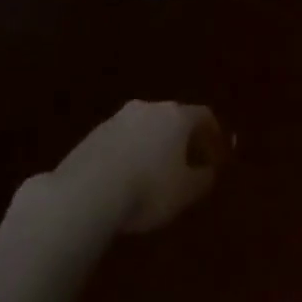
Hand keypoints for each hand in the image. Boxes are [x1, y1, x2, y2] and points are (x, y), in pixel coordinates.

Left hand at [49, 101, 227, 233]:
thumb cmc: (149, 189)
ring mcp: (116, 119)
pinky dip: (129, 154)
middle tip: (186, 163)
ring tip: (153, 174)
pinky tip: (126, 178)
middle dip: (181, 138)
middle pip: (172, 117)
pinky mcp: (92, 135)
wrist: (86, 193)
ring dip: (153, 145)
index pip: (203, 115)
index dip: (213, 134)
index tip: (215, 153)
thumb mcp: (186, 192)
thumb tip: (208, 171)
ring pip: (144, 128)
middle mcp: (147, 108)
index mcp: (176, 116)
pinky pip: (121, 140)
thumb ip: (203, 178)